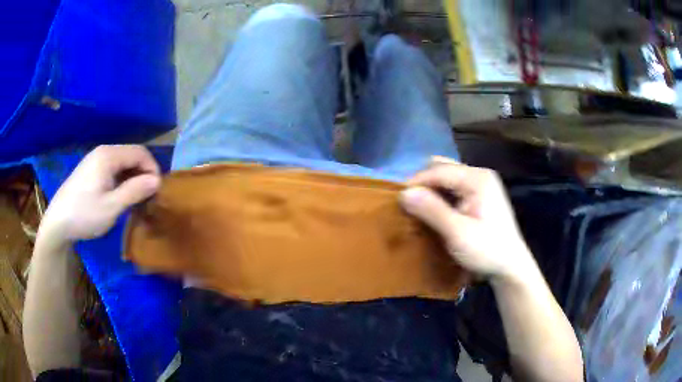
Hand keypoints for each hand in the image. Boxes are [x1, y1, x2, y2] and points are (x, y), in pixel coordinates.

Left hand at [39, 145, 160, 243]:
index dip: (153, 169)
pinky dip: (122, 179)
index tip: (157, 191)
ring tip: (136, 198)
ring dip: (133, 177)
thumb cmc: (84, 214)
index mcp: (109, 155)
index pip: (140, 152)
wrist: (57, 222)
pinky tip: (121, 195)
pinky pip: (113, 168)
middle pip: (132, 155)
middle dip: (144, 173)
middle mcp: (103, 151)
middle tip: (148, 196)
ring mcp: (95, 159)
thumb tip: (157, 181)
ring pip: (123, 162)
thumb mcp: (111, 207)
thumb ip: (134, 191)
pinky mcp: (91, 169)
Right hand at [400, 157, 536, 282]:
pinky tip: (434, 211)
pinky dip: (440, 197)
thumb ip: (432, 210)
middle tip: (408, 204)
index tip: (396, 199)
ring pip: (447, 178)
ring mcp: (481, 184)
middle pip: (442, 169)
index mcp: (477, 179)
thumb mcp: (458, 233)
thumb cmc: (487, 250)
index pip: (438, 171)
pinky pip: (454, 188)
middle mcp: (479, 175)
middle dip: (423, 184)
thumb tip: (403, 193)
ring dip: (431, 190)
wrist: (511, 267)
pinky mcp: (480, 196)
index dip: (416, 182)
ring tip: (418, 208)